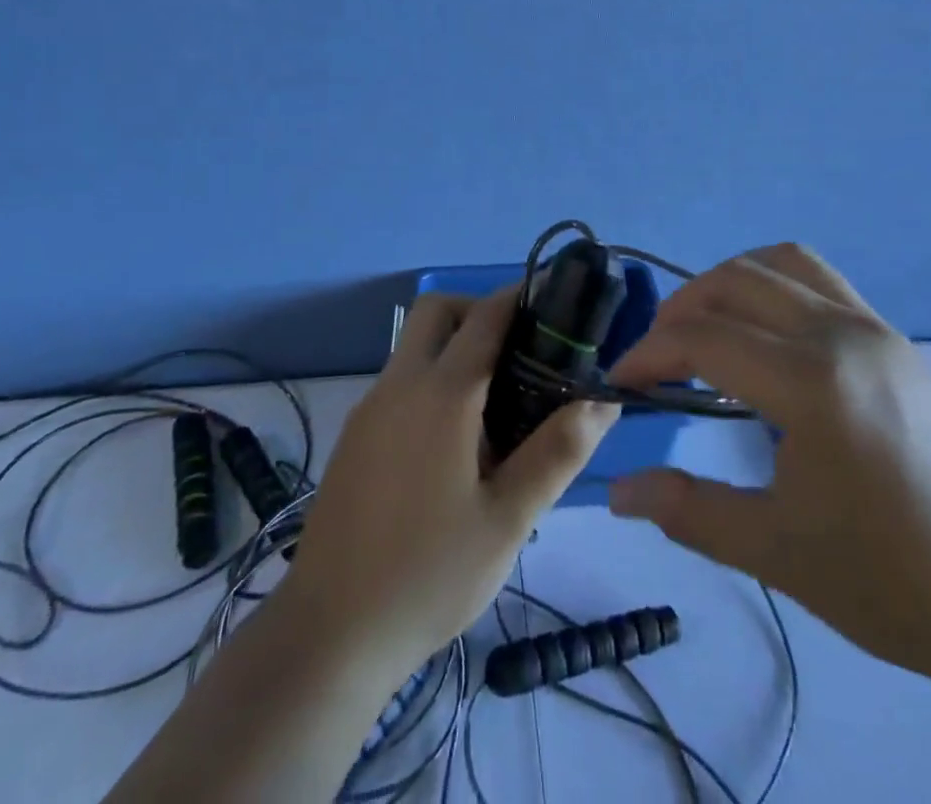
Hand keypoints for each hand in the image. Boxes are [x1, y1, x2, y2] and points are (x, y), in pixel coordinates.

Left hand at [281, 285, 618, 680]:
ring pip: (415, 346)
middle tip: (522, 354)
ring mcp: (370, 409)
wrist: (329, 634)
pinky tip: (454, 441)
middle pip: (438, 312)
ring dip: (455, 347)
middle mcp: (399, 385)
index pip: (485, 316)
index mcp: (441, 394)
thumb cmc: (429, 575)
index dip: (521, 297)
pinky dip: (432, 380)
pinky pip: (400, 381)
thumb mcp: (508, 520)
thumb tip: (602, 400)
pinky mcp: (355, 436)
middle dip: (480, 312)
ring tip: (498, 403)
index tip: (556, 299)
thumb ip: (557, 452)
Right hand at [606, 244, 930, 698]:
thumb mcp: (778, 551)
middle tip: (656, 357)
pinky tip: (768, 342)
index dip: (649, 354)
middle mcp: (842, 333)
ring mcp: (876, 328)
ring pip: (783, 263)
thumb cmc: (895, 582)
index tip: (621, 384)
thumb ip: (688, 511)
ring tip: (707, 330)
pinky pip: (821, 281)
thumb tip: (617, 491)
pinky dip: (774, 287)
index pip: (704, 339)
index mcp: (812, 382)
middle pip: (736, 281)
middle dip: (681, 309)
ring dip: (730, 283)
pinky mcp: (897, 340)